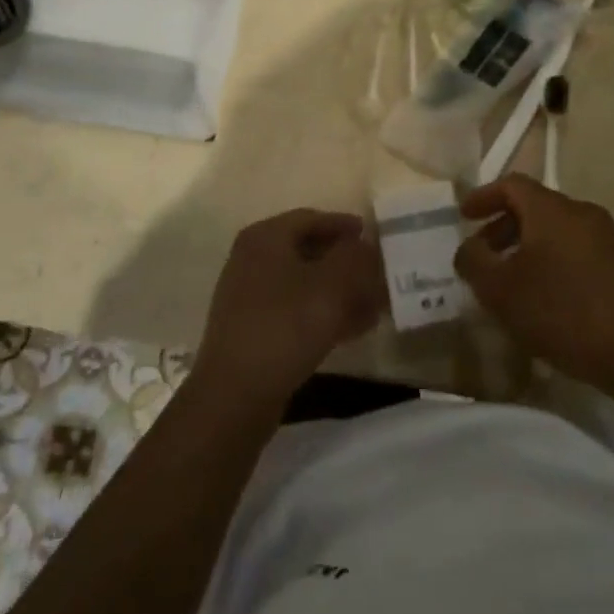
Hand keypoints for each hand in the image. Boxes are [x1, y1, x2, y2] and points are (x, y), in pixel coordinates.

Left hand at [193, 208, 386, 410]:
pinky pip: (295, 309)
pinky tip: (352, 331)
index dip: (345, 226)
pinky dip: (323, 313)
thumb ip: (355, 257)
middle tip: (378, 276)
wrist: (235, 394)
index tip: (374, 238)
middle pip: (309, 250)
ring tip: (374, 307)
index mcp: (265, 237)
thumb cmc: (285, 327)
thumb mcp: (332, 286)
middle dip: (346, 263)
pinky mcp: (253, 328)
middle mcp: (253, 258)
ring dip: (340, 291)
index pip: (312, 218)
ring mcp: (249, 295)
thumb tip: (365, 245)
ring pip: (305, 283)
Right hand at [455, 175, 613, 395]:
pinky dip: (552, 260)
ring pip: (556, 230)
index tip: (464, 216)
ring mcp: (608, 237)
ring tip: (511, 281)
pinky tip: (546, 297)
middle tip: (484, 255)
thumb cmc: (563, 314)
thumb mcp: (501, 291)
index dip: (484, 196)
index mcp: (552, 210)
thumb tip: (470, 248)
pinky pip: (576, 249)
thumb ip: (474, 261)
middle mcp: (582, 212)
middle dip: (503, 227)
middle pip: (534, 206)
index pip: (511, 184)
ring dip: (527, 246)